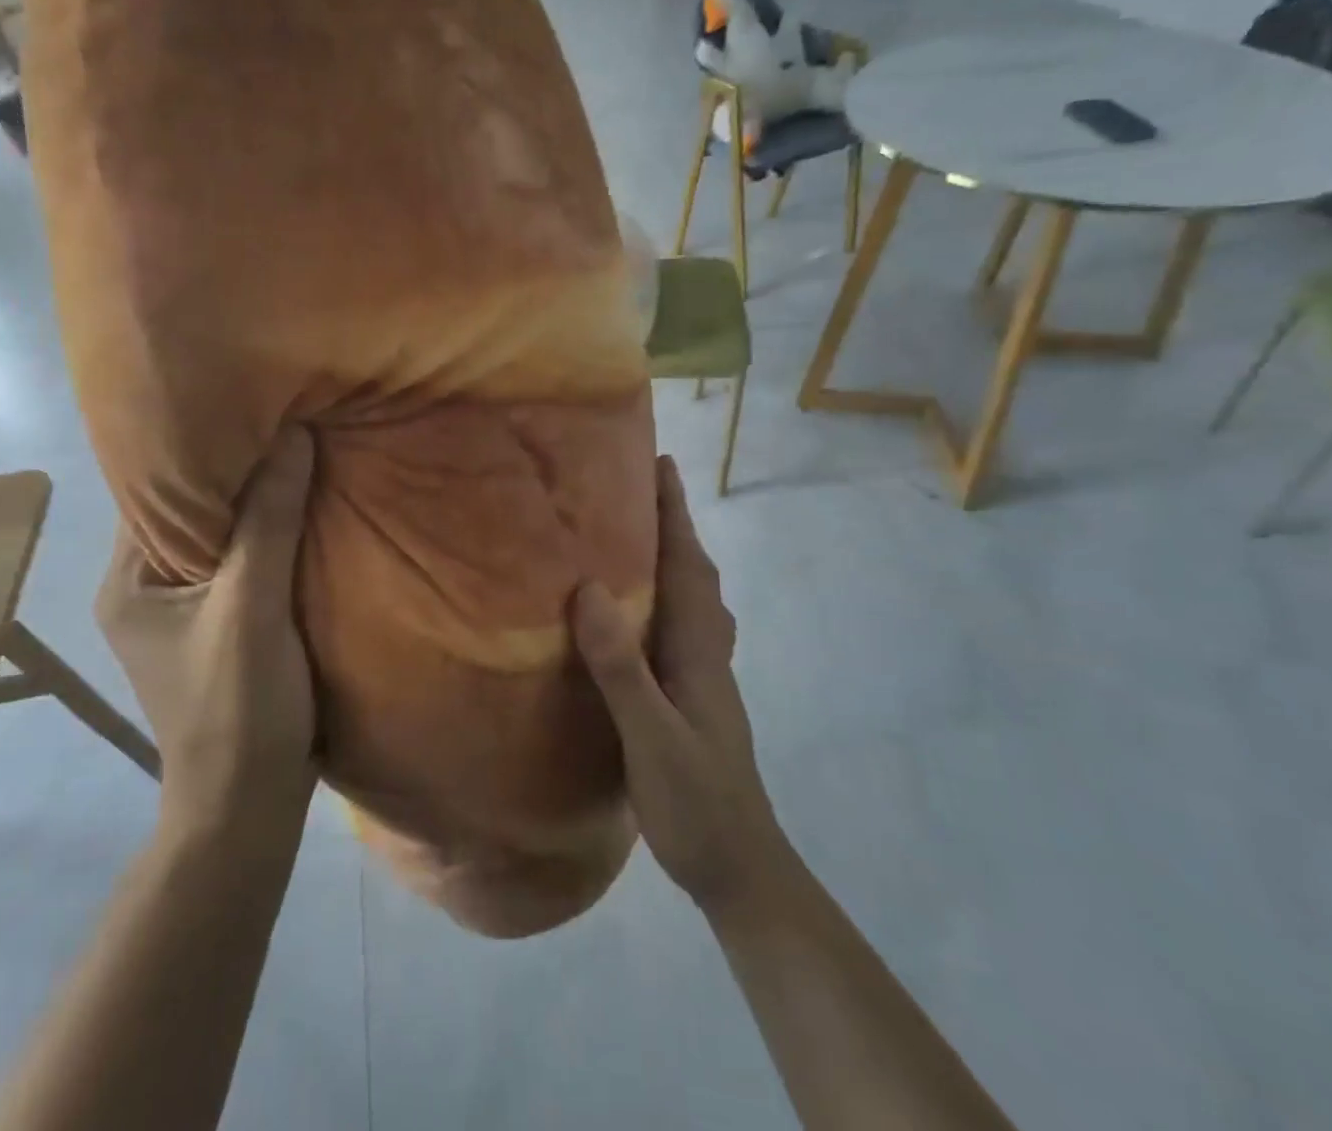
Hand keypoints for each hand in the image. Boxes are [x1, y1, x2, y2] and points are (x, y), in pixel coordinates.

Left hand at [95, 429, 318, 841]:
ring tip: (301, 454)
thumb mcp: (252, 607)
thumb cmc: (238, 706)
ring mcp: (184, 611)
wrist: (250, 807)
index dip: (200, 447)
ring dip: (259, 506)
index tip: (248, 406)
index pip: (156, 491)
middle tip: (284, 420)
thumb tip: (293, 434)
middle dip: (237, 472)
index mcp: (129, 579)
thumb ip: (270, 521)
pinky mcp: (220, 627)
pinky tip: (307, 512)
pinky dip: (271, 539)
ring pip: (223, 538)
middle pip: (192, 510)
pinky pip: (244, 565)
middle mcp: (146, 588)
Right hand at [570, 457, 788, 918]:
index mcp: (697, 649)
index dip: (674, 513)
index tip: (661, 463)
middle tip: (640, 487)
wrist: (741, 868)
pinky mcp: (697, 695)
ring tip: (636, 534)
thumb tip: (589, 589)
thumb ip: (622, 667)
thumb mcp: (652, 738)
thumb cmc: (696, 802)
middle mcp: (707, 651)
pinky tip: (643, 609)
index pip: (687, 565)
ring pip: (692, 597)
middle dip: (673, 524)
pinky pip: (682, 624)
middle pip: (695, 572)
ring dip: (673, 556)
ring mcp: (706, 675)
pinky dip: (667, 594)